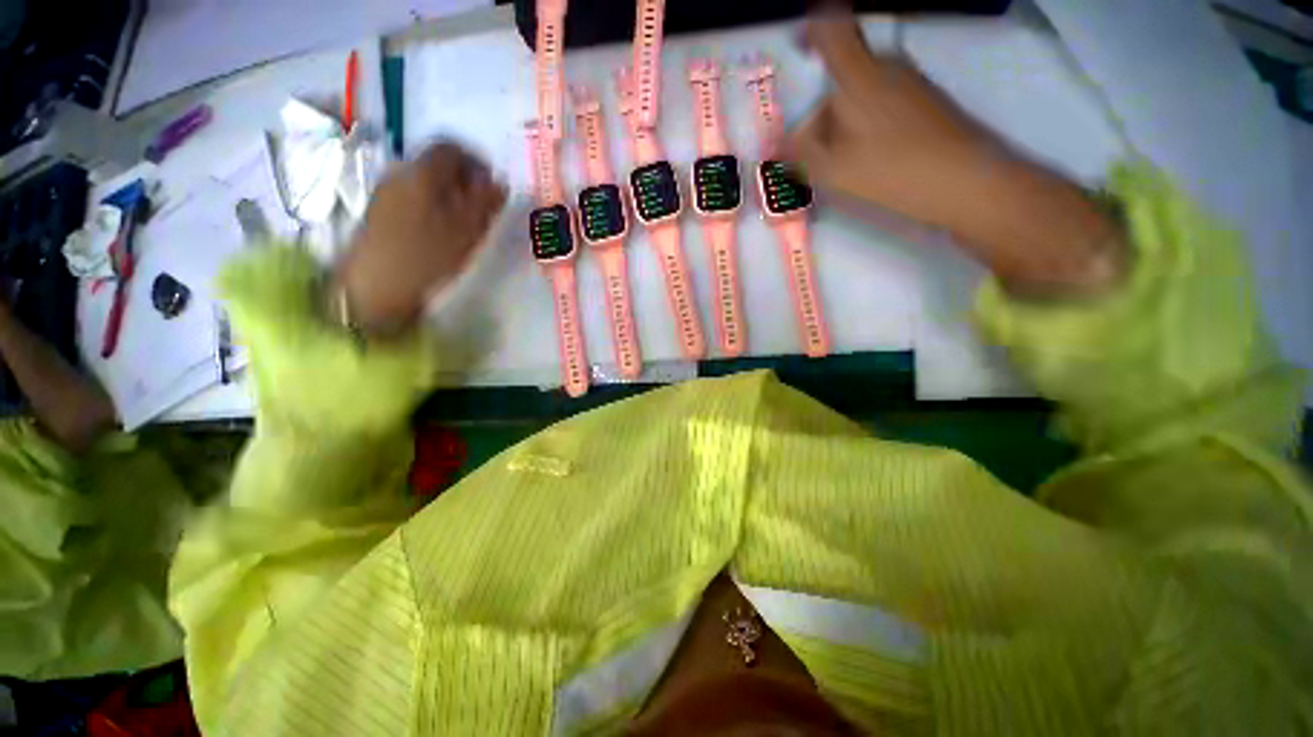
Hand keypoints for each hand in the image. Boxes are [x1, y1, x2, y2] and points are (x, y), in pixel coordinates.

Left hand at [333, 141, 506, 335]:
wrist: (375, 284)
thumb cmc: (428, 254)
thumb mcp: (467, 230)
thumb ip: (486, 203)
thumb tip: (500, 183)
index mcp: (423, 172)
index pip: (452, 148)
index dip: (476, 161)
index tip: (492, 184)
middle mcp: (401, 171)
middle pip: (437, 163)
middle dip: (464, 179)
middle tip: (482, 206)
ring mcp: (387, 190)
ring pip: (425, 180)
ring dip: (449, 193)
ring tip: (465, 222)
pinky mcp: (380, 210)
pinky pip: (413, 195)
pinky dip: (433, 204)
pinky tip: (441, 230)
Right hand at [783, 15, 1008, 230]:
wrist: (965, 181)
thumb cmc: (891, 170)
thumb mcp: (832, 169)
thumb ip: (798, 155)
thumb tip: (772, 147)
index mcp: (860, 77)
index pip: (832, 34)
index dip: (812, 32)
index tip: (798, 47)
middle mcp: (887, 69)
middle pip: (844, 78)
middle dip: (821, 112)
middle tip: (811, 152)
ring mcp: (911, 85)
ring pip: (863, 95)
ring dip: (842, 124)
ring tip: (838, 165)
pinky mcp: (927, 104)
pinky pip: (883, 106)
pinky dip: (865, 128)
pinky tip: (867, 161)